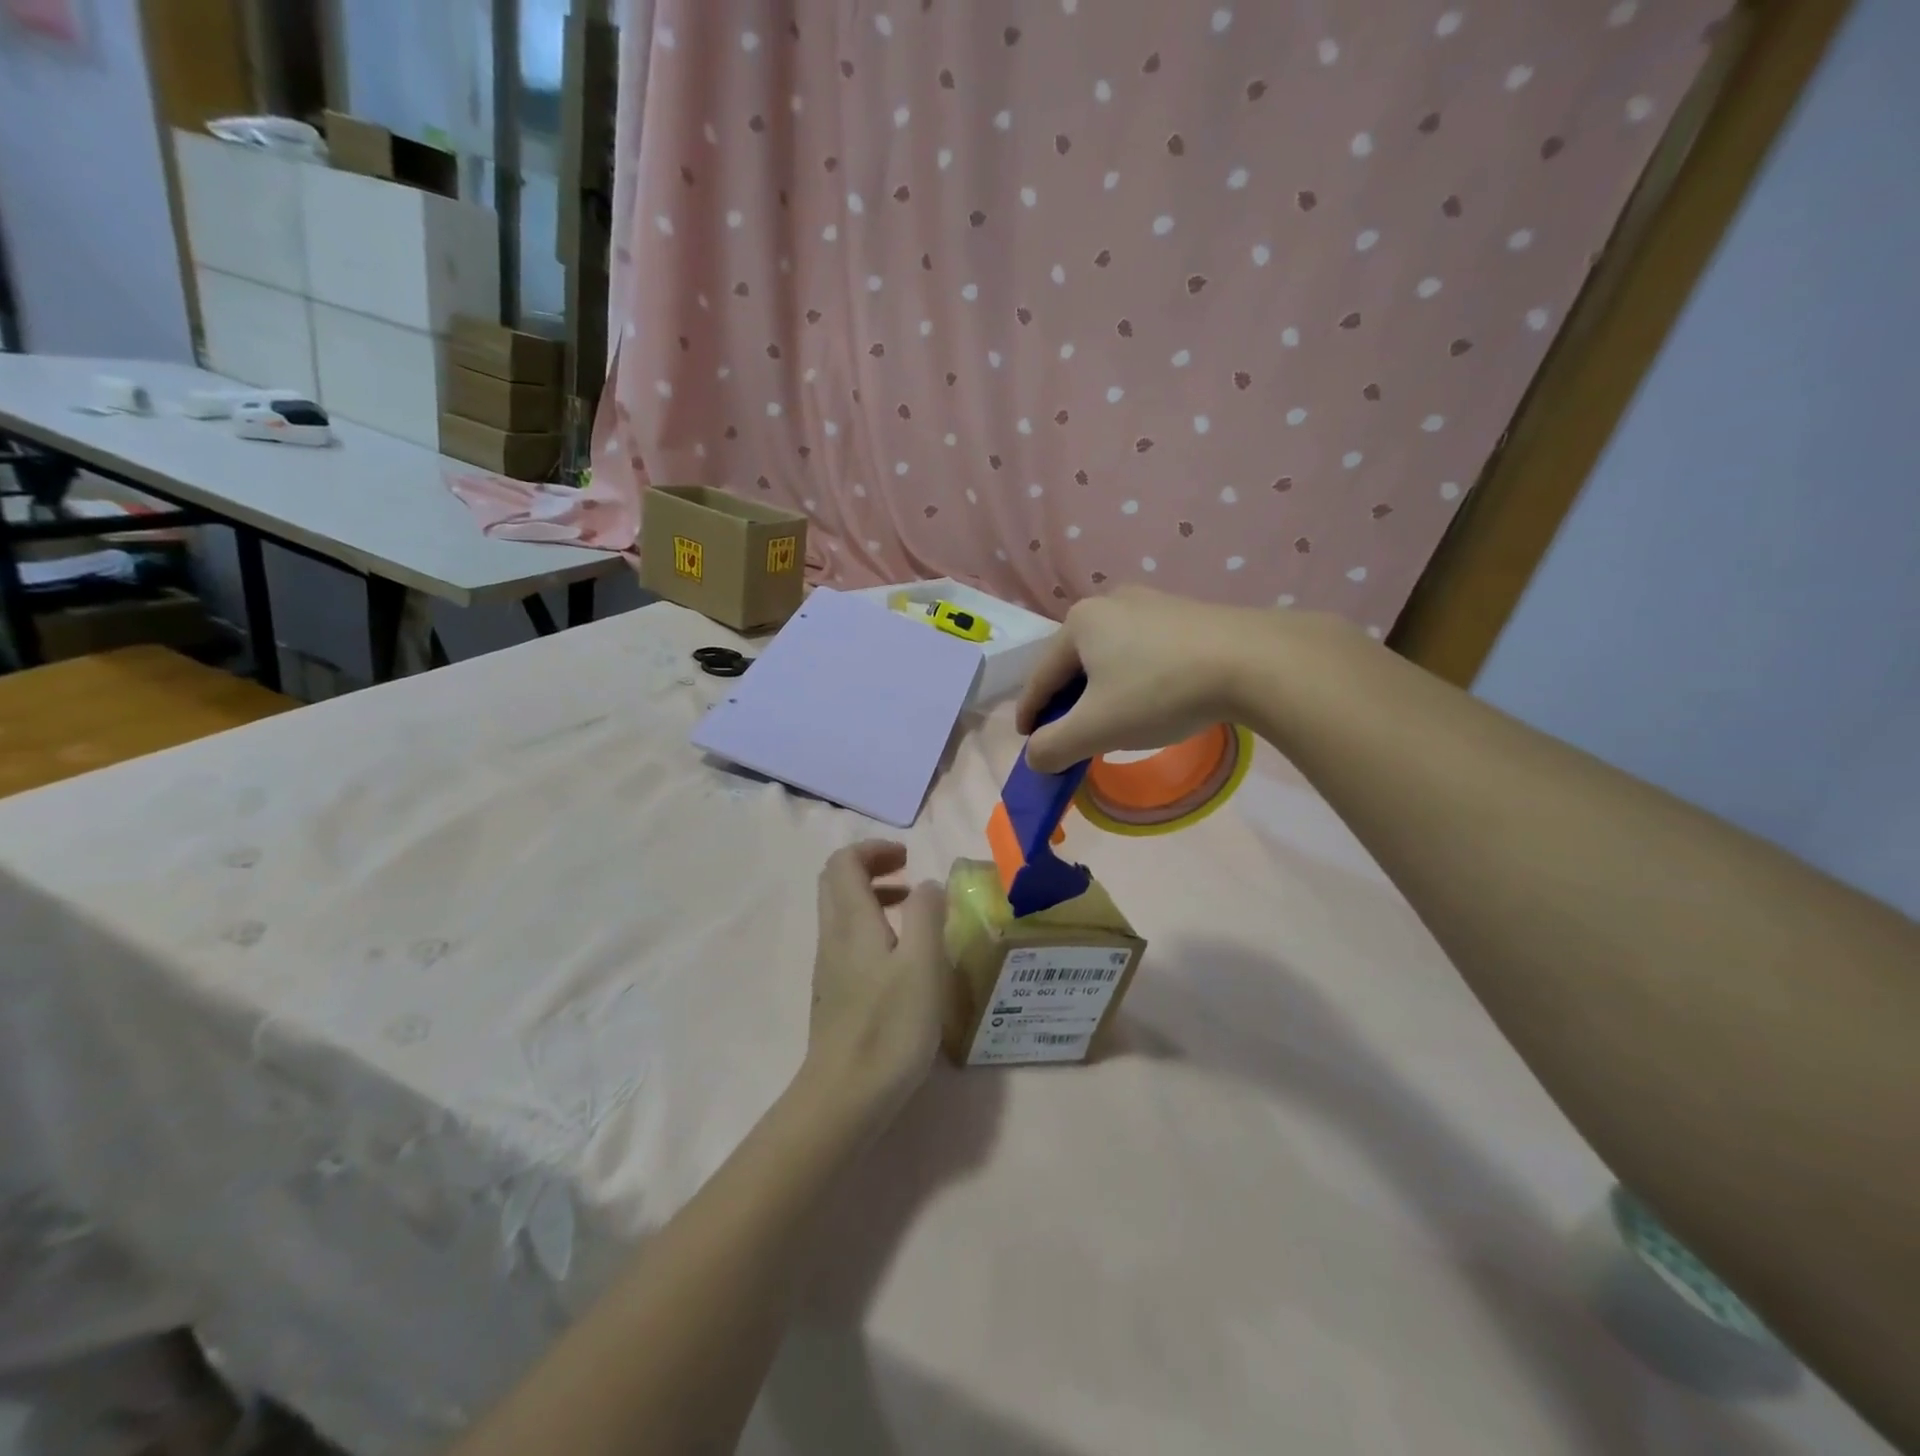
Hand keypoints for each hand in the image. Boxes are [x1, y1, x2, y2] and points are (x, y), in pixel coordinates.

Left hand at [806, 841, 948, 1109]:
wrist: (844, 1096)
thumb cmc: (890, 1027)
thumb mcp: (923, 965)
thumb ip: (927, 914)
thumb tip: (928, 884)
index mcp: (851, 921)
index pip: (844, 862)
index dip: (874, 849)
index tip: (909, 858)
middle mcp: (833, 936)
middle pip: (837, 881)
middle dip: (871, 867)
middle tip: (909, 876)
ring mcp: (830, 966)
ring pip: (841, 911)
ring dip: (873, 897)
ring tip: (913, 911)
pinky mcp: (835, 991)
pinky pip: (848, 939)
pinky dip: (872, 927)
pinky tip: (902, 957)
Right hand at [1017, 586, 1272, 773]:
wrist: (1256, 662)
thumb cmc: (1160, 692)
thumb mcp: (1097, 728)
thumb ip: (1053, 746)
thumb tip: (1034, 757)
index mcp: (1079, 623)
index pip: (1040, 678)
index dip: (1029, 714)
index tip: (1027, 743)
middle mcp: (1110, 603)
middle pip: (1074, 664)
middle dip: (1067, 703)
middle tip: (1071, 737)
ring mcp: (1151, 603)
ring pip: (1109, 657)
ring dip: (1101, 692)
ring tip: (1110, 722)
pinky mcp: (1185, 614)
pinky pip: (1142, 652)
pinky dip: (1133, 680)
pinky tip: (1149, 700)